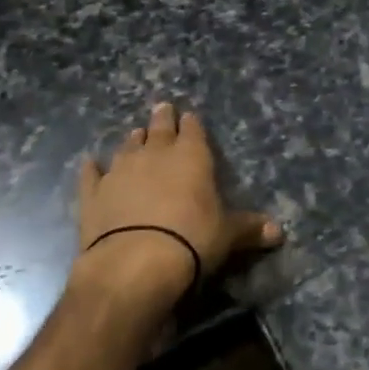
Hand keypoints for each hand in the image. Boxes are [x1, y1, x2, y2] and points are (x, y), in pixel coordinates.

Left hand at [76, 102, 282, 298]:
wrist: (135, 262)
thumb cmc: (192, 239)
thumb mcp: (228, 235)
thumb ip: (250, 229)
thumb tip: (279, 233)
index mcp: (192, 157)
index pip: (193, 130)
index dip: (191, 124)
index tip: (189, 117)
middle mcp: (155, 154)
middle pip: (159, 128)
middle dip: (162, 118)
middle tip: (162, 108)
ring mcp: (121, 170)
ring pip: (127, 146)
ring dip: (133, 139)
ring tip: (136, 133)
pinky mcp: (93, 193)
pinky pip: (91, 174)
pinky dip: (91, 168)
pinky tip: (89, 162)